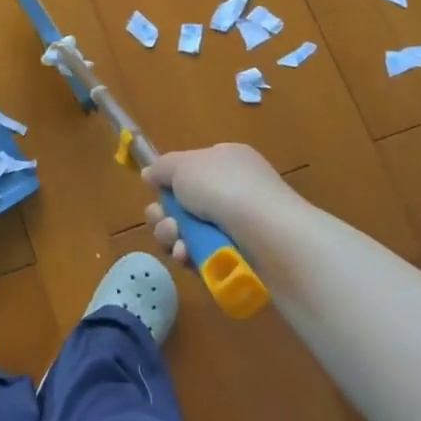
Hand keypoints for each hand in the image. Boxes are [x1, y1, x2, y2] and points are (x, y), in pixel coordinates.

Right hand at [142, 143, 296, 265]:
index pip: (191, 170)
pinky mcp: (239, 259)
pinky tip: (188, 257)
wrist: (271, 237)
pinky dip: (190, 257)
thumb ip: (162, 167)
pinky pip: (203, 256)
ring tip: (176, 241)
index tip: (156, 190)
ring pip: (189, 232)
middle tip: (164, 221)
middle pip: (183, 204)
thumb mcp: (184, 164)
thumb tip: (150, 175)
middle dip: (164, 214)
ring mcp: (238, 227)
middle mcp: (234, 191)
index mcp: (226, 161)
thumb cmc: (226, 189)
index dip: (170, 182)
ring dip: (172, 236)